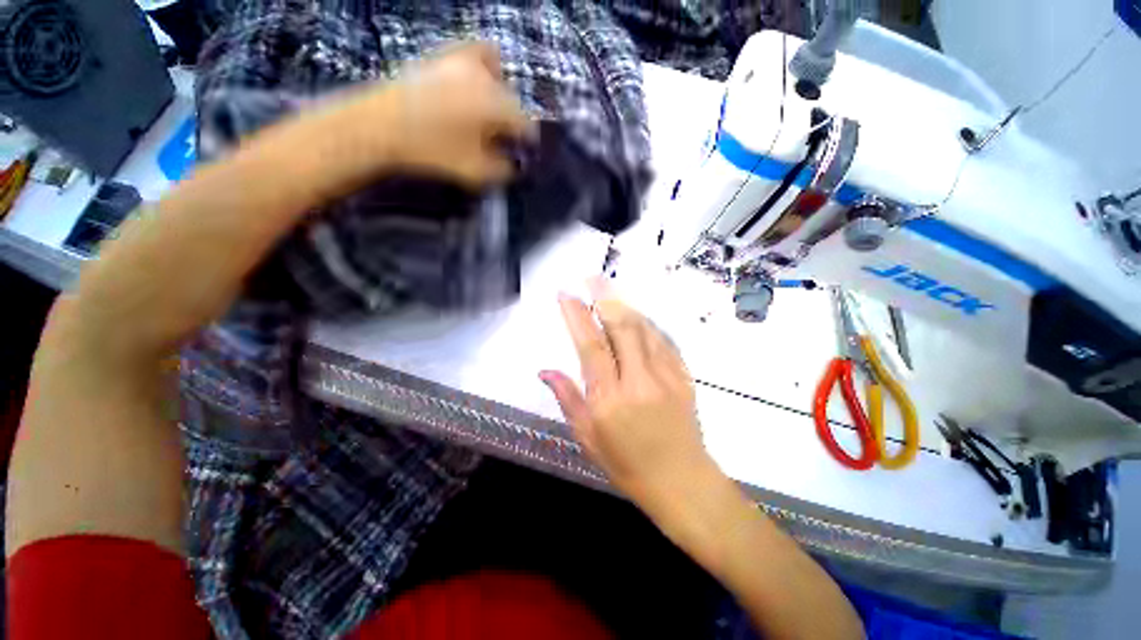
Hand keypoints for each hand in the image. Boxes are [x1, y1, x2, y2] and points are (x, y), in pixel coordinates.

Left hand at [379, 41, 535, 185]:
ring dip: (499, 93)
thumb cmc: (433, 150)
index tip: (521, 155)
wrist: (381, 125)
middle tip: (499, 141)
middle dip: (511, 121)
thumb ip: (502, 170)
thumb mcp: (475, 171)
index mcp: (496, 105)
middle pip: (512, 99)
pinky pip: (474, 52)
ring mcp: (463, 59)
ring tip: (487, 113)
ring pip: (497, 72)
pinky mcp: (443, 55)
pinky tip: (473, 84)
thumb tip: (514, 166)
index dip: (527, 143)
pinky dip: (481, 67)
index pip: (525, 124)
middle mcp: (486, 76)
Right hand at [541, 279, 716, 505]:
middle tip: (592, 278)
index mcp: (609, 399)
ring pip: (643, 328)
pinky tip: (638, 315)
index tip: (566, 295)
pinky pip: (663, 340)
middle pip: (620, 327)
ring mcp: (664, 376)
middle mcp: (637, 381)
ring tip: (611, 289)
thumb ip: (568, 399)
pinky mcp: (682, 376)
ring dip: (625, 305)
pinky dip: (647, 323)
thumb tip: (545, 371)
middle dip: (604, 297)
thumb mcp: (588, 438)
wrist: (682, 482)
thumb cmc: (628, 465)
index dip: (576, 316)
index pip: (590, 346)